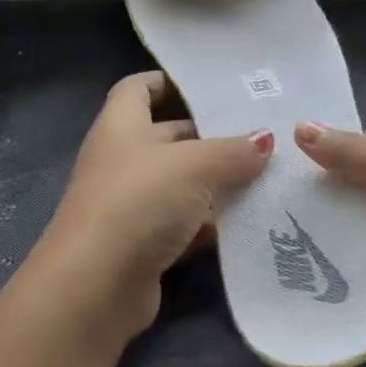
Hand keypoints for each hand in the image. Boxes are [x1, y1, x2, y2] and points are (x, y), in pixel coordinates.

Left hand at [35, 72, 271, 341]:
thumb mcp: (192, 166)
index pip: (138, 88)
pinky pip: (184, 224)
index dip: (166, 81)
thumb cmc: (138, 202)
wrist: (95, 285)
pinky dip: (211, 224)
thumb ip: (231, 151)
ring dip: (218, 184)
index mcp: (122, 126)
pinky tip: (250, 223)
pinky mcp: (143, 244)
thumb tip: (265, 139)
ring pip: (181, 184)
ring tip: (270, 177)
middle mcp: (122, 160)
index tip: (208, 84)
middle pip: (169, 136)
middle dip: (211, 136)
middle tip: (263, 134)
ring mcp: (131, 204)